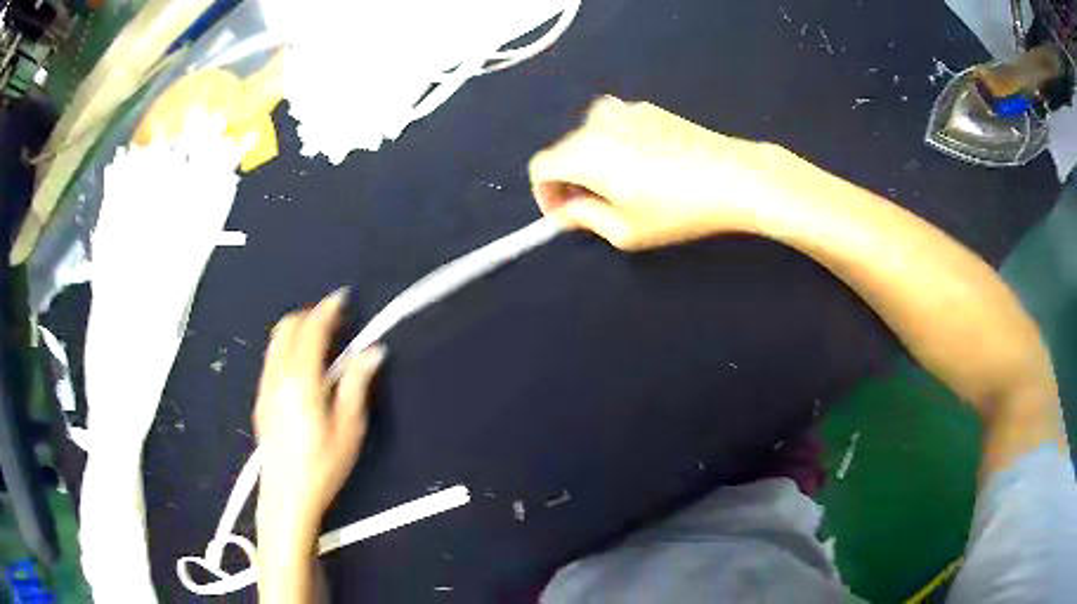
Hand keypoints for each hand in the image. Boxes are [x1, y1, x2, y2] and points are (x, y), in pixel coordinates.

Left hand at [254, 289, 385, 542]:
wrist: (287, 498)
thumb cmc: (323, 466)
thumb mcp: (349, 428)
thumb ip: (356, 384)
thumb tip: (373, 350)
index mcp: (301, 381)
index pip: (311, 330)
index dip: (327, 309)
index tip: (343, 298)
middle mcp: (277, 377)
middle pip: (286, 328)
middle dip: (309, 316)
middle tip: (334, 321)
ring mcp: (264, 388)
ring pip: (275, 343)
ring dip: (297, 331)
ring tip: (321, 342)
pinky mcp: (260, 401)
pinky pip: (271, 360)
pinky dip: (287, 349)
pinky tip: (303, 370)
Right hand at [529, 96, 783, 249]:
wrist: (734, 175)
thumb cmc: (678, 209)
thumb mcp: (626, 230)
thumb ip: (584, 218)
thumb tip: (568, 209)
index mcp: (585, 152)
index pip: (541, 167)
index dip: (545, 194)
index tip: (564, 214)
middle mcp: (597, 123)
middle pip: (563, 150)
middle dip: (569, 180)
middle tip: (593, 207)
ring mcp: (624, 110)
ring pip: (588, 137)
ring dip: (591, 162)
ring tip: (620, 187)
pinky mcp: (647, 108)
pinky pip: (615, 127)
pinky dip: (615, 146)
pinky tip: (646, 166)